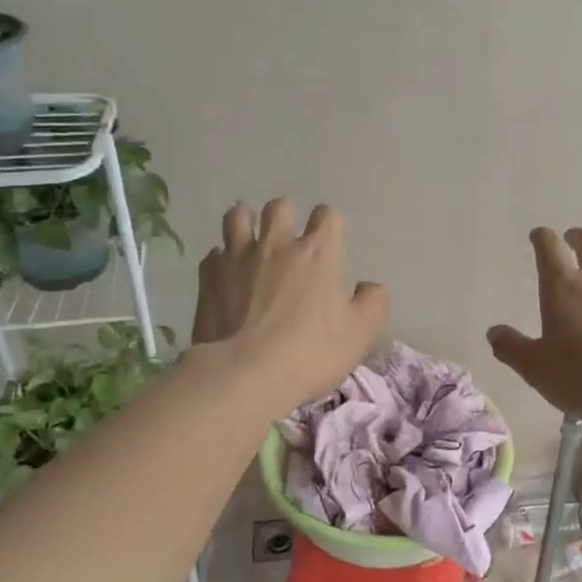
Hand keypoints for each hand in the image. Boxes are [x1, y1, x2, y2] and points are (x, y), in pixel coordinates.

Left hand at [192, 199, 388, 411]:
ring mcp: (238, 258)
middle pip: (280, 206)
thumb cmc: (311, 352)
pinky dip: (223, 258)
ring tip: (252, 238)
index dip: (330, 224)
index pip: (328, 216)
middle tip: (289, 236)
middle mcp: (277, 244)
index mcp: (319, 252)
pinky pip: (214, 253)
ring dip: (247, 221)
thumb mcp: (362, 333)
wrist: (246, 374)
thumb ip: (373, 302)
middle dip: (287, 215)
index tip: (330, 241)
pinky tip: (227, 273)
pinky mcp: (208, 277)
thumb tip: (368, 287)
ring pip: (238, 216)